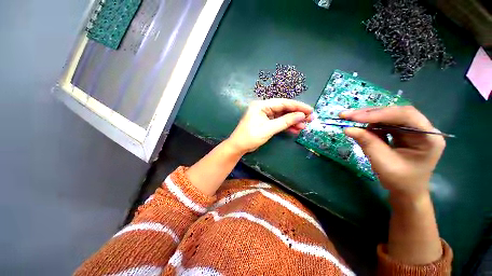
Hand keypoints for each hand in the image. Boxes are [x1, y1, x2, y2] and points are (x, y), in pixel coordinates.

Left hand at [227, 99, 312, 153]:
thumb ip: (285, 121)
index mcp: (262, 105)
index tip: (310, 110)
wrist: (239, 146)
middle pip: (283, 109)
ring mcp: (264, 115)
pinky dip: (286, 126)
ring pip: (282, 116)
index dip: (297, 106)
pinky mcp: (265, 123)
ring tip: (304, 126)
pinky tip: (295, 130)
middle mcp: (263, 108)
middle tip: (310, 118)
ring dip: (292, 121)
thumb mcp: (269, 129)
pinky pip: (278, 122)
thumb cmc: (251, 136)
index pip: (283, 103)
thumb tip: (301, 116)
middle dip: (296, 114)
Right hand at [340, 106, 445, 200]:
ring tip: (349, 119)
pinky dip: (370, 124)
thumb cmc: (399, 180)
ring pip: (388, 116)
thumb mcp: (382, 162)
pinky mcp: (402, 132)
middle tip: (347, 115)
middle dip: (370, 113)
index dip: (379, 114)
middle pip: (396, 112)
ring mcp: (412, 129)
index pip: (405, 116)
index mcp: (428, 137)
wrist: (406, 191)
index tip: (354, 117)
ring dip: (367, 117)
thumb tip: (347, 129)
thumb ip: (367, 143)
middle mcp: (423, 129)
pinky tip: (360, 127)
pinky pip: (385, 123)